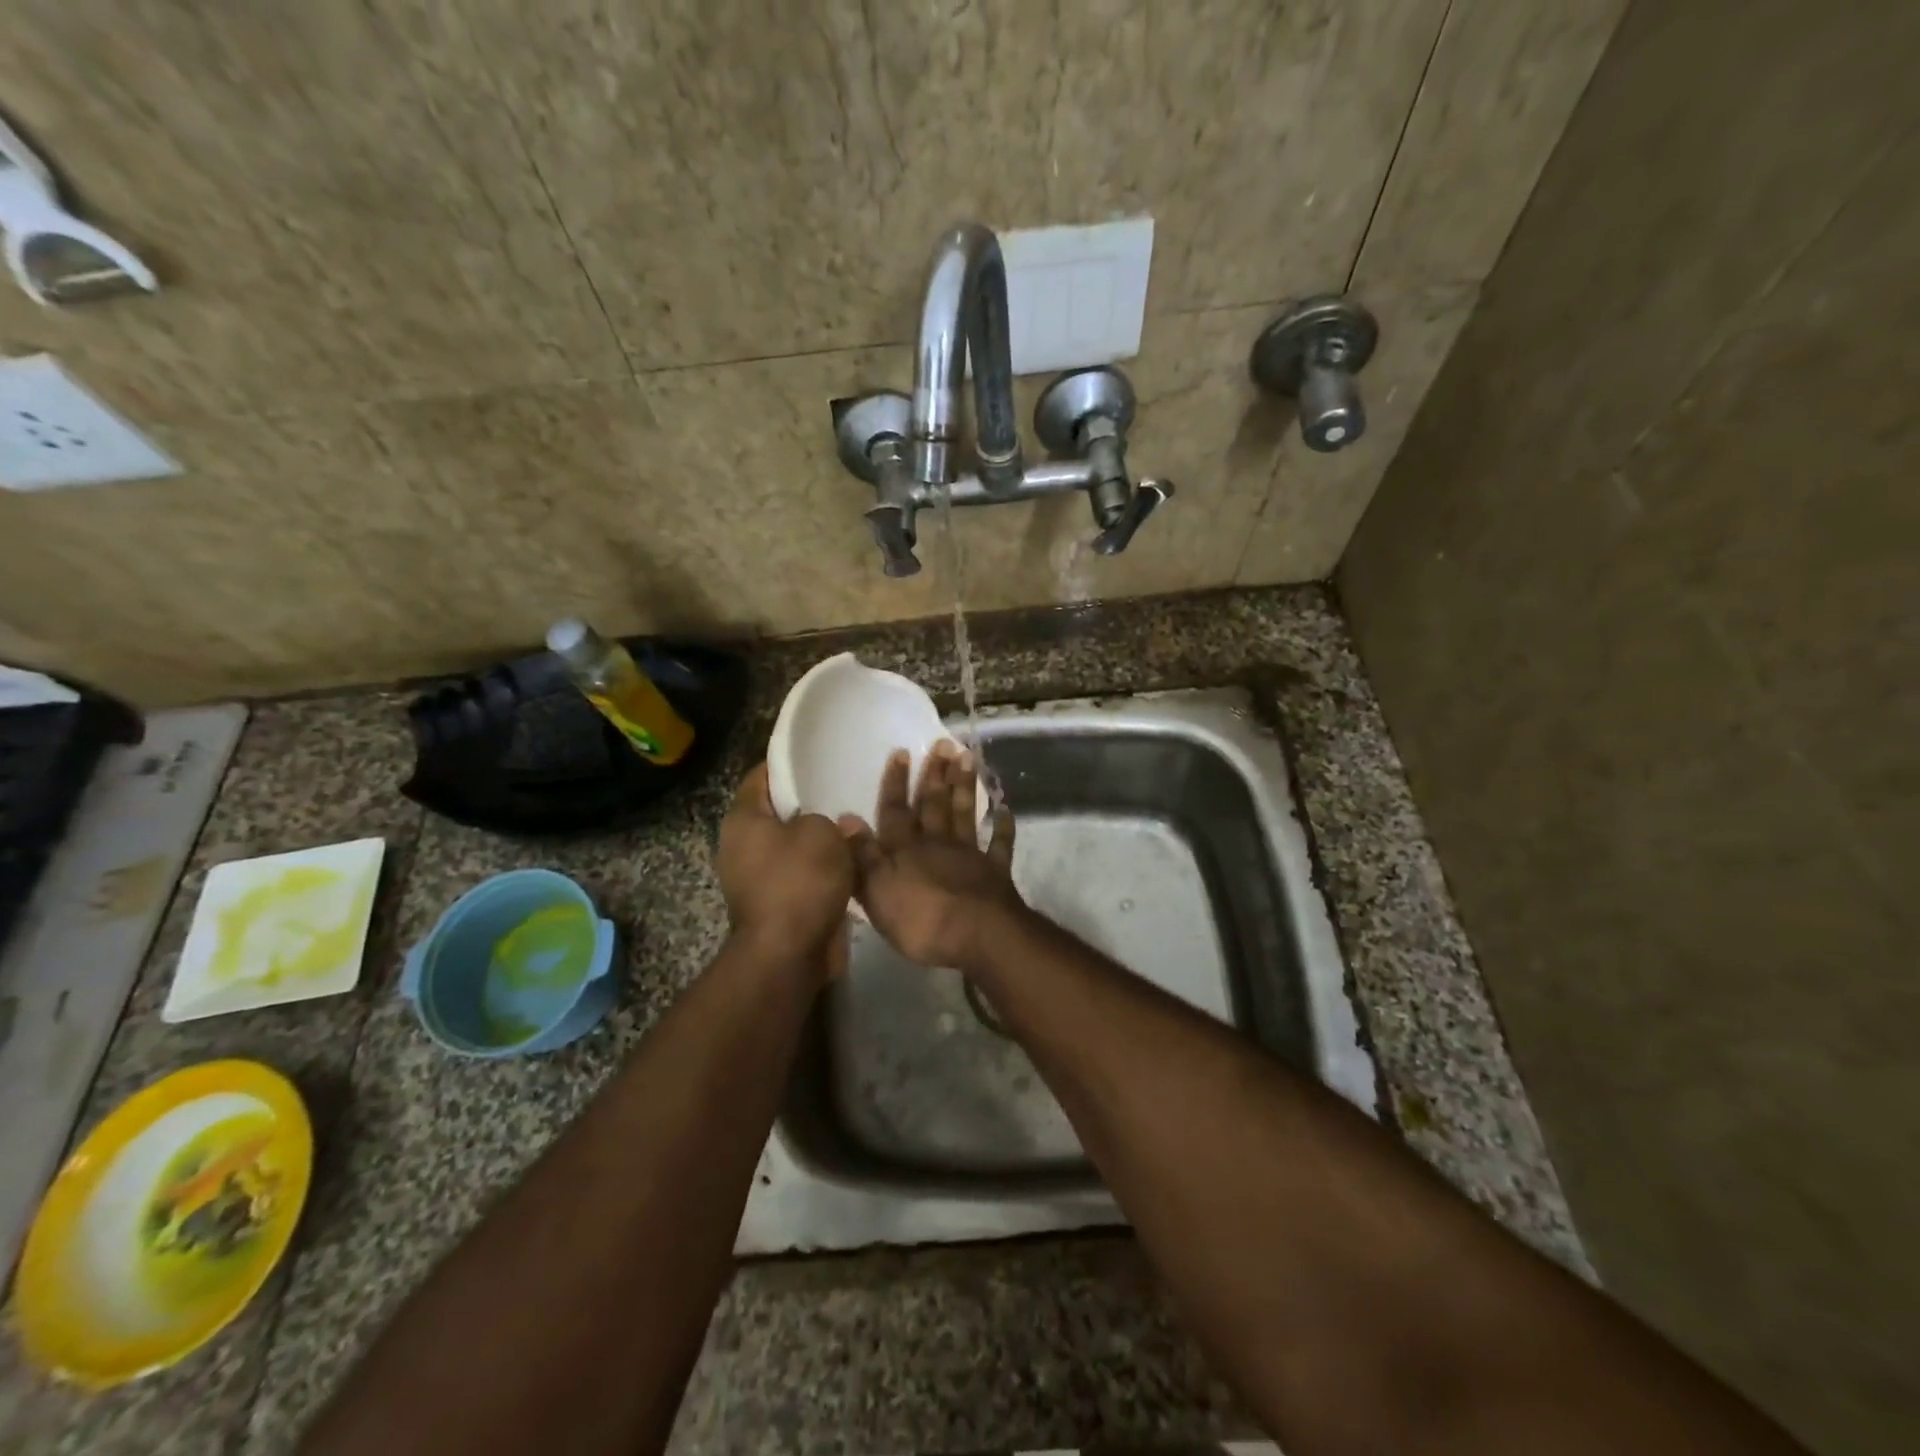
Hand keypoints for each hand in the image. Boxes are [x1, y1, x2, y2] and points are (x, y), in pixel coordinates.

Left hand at [717, 764, 855, 977]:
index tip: (817, 755)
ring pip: (793, 846)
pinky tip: (851, 859)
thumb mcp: (822, 833)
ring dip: (819, 840)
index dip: (787, 763)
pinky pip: (802, 874)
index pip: (761, 776)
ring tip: (854, 822)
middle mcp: (742, 846)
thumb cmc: (799, 881)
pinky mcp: (776, 904)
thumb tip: (837, 827)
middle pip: (778, 812)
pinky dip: (822, 868)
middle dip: (809, 802)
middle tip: (843, 787)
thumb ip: (830, 819)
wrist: (789, 953)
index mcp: (744, 820)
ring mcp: (756, 878)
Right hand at [841, 741, 1023, 970]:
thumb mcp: (877, 891)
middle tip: (943, 743)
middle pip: (934, 805)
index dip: (896, 783)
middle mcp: (937, 844)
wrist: (978, 936)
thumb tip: (845, 818)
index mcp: (905, 849)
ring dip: (965, 786)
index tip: (902, 752)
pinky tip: (1005, 810)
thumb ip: (862, 855)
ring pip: (965, 814)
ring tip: (968, 757)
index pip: (896, 811)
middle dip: (935, 775)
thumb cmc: (921, 919)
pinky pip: (1000, 845)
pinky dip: (1003, 827)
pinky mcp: (996, 872)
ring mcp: (970, 855)